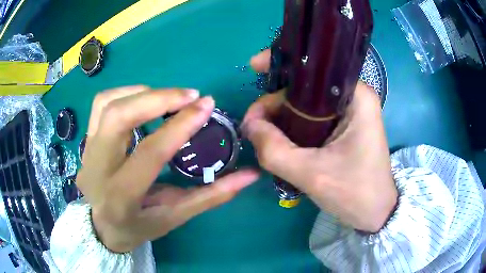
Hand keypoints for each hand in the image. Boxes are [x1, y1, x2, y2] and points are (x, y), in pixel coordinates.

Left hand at [77, 86, 258, 252]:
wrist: (100, 227)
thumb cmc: (137, 227)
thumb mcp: (175, 217)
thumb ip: (211, 196)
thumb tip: (250, 174)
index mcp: (121, 197)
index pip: (150, 152)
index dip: (180, 125)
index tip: (206, 105)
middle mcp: (98, 168)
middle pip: (119, 117)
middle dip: (157, 98)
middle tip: (189, 96)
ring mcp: (87, 150)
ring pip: (108, 103)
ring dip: (141, 93)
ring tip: (167, 98)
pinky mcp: (85, 139)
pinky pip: (101, 104)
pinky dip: (125, 94)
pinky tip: (143, 101)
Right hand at [243, 51, 396, 232]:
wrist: (374, 213)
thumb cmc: (354, 193)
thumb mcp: (312, 174)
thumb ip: (275, 150)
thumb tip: (248, 124)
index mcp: (356, 97)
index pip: (315, 68)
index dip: (281, 64)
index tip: (254, 68)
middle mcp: (354, 97)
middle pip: (306, 86)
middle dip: (276, 101)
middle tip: (254, 124)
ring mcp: (349, 112)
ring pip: (305, 103)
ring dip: (281, 116)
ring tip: (262, 134)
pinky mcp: (343, 127)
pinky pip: (311, 117)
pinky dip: (292, 125)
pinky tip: (278, 139)